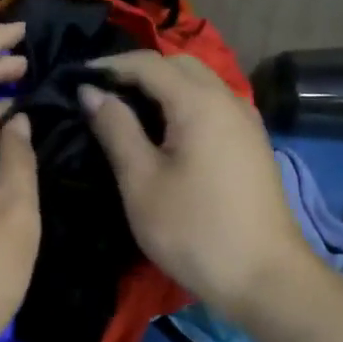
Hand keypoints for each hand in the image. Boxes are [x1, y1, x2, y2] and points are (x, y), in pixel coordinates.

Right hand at [80, 52, 311, 320]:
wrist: (266, 278)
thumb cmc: (194, 230)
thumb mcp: (141, 181)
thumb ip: (115, 129)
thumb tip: (91, 91)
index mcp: (199, 103)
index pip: (148, 64)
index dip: (110, 66)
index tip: (77, 80)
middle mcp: (227, 99)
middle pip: (178, 64)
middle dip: (138, 70)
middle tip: (102, 93)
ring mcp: (245, 120)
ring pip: (199, 82)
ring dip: (162, 85)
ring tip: (127, 109)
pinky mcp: (251, 142)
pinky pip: (212, 103)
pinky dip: (183, 102)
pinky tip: (164, 130)